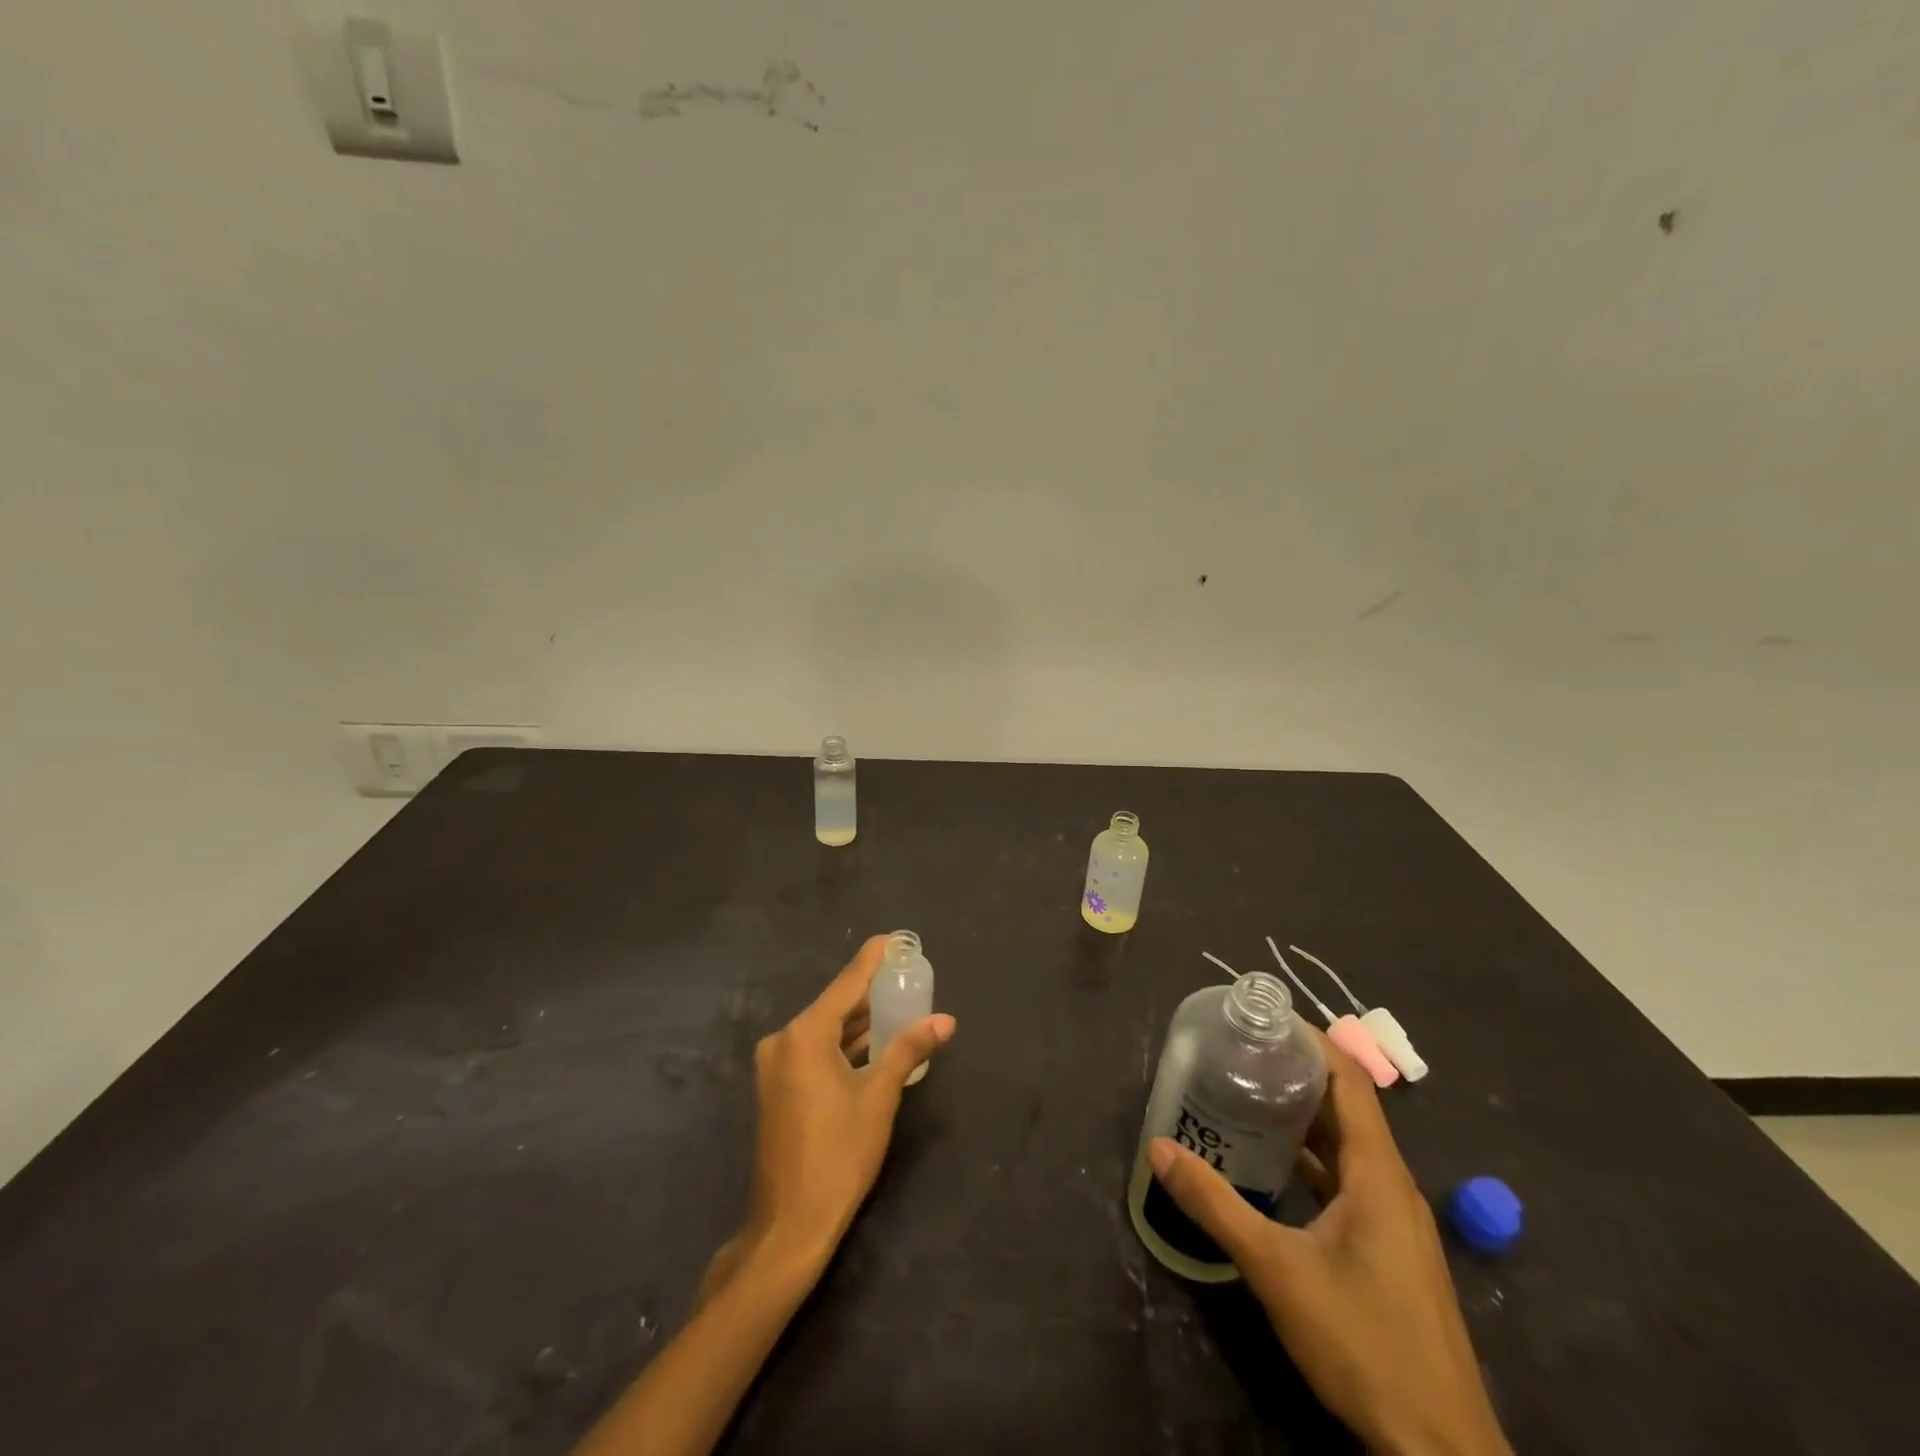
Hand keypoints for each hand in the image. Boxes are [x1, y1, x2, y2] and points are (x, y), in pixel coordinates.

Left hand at [705, 935, 956, 1290]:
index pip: (847, 984)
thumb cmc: (839, 1154)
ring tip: (897, 1005)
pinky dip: (843, 1045)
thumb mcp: (879, 1097)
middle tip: (905, 976)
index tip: (893, 938)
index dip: (872, 960)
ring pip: (825, 1030)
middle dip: (870, 992)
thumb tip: (945, 1021)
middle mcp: (783, 1041)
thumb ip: (908, 1050)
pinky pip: (815, 1051)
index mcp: (804, 1035)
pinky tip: (872, 1043)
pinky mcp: (777, 1088)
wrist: (790, 1225)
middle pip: (835, 1005)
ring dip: (858, 1022)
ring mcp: (776, 1066)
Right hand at [1147, 1030, 1508, 1455]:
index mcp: (1377, 1173)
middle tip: (1240, 1052)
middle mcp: (1391, 1185)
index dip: (1313, 1041)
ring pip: (1345, 1147)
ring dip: (1301, 1118)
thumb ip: (1216, 1205)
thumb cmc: (1364, 1342)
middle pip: (1346, 1108)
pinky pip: (1347, 1181)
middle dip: (1296, 1073)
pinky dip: (1310, 1160)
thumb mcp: (1277, 1269)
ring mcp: (1393, 1220)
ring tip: (1245, 1095)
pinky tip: (1270, 1166)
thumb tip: (1158, 1148)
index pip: (1351, 1080)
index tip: (1265, 1018)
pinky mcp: (1387, 1249)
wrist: (1440, 1451)